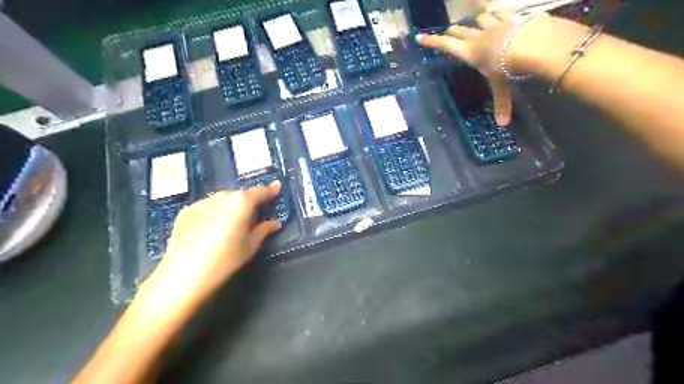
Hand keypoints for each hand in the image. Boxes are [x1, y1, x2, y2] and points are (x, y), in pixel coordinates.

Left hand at [137, 183, 280, 314]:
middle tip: (253, 216)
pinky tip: (212, 228)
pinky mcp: (186, 211)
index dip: (270, 190)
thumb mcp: (250, 246)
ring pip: (223, 199)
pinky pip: (207, 207)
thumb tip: (275, 223)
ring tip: (232, 223)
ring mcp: (202, 202)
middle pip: (240, 195)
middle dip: (249, 202)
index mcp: (241, 202)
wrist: (183, 274)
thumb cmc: (225, 260)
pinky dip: (214, 212)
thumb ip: (264, 230)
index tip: (277, 187)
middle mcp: (222, 196)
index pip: (260, 191)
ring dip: (231, 206)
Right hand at [418, 12, 524, 125]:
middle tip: (448, 31)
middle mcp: (478, 37)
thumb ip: (501, 103)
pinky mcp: (511, 17)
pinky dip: (497, 13)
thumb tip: (502, 124)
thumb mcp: (501, 87)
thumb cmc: (506, 67)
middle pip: (460, 31)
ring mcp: (495, 25)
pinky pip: (501, 12)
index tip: (419, 37)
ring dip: (475, 21)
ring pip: (480, 19)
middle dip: (452, 31)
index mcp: (470, 53)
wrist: (530, 43)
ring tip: (475, 22)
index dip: (432, 42)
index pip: (445, 45)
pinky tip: (499, 14)